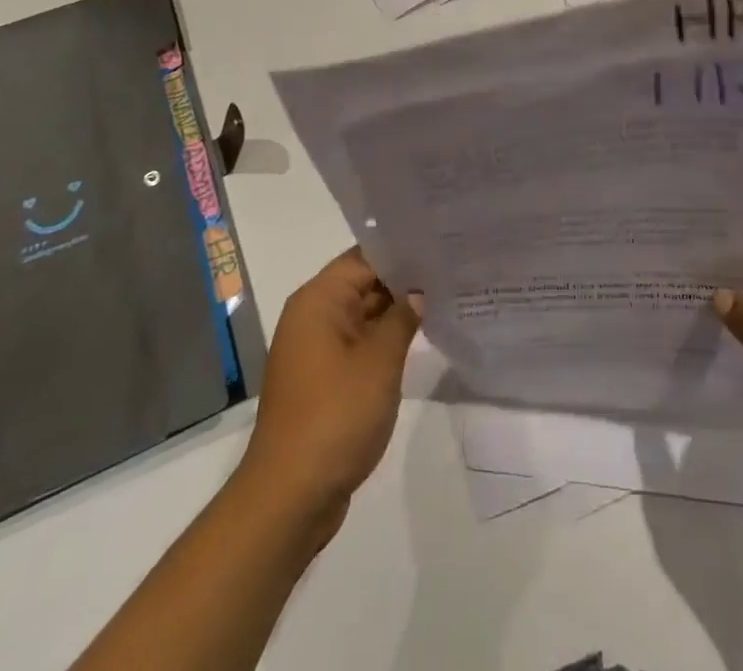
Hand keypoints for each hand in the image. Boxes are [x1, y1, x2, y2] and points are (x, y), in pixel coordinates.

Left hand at [238, 248, 420, 535]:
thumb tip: (417, 293)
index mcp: (318, 300)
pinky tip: (421, 338)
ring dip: (396, 312)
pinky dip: (385, 339)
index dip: (402, 251)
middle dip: (404, 280)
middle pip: (363, 283)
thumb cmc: (336, 415)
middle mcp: (312, 317)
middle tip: (451, 270)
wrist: (290, 496)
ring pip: (363, 315)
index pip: (365, 257)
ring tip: (445, 297)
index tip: (440, 245)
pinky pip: (359, 344)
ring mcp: (316, 350)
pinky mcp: (323, 379)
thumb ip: (403, 318)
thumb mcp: (380, 361)